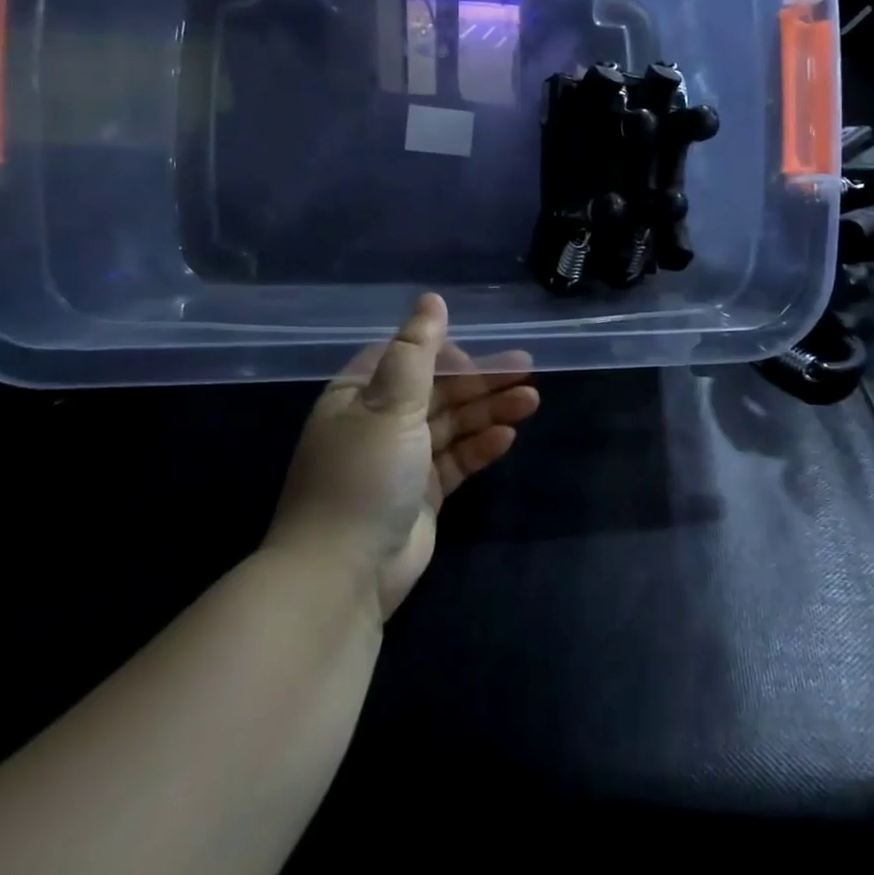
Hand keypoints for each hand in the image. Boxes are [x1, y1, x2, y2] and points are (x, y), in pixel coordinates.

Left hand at [269, 294, 538, 620]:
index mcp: (359, 396)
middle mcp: (379, 423)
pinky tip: (507, 437)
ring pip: (453, 424)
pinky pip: (456, 460)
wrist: (342, 575)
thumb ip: (416, 351)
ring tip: (530, 400)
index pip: (407, 359)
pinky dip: (480, 447)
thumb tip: (432, 299)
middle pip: (437, 390)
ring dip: (489, 411)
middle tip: (527, 370)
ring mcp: (402, 460)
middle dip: (480, 381)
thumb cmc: (364, 475)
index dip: (445, 353)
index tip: (479, 356)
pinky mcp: (422, 495)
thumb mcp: (390, 404)